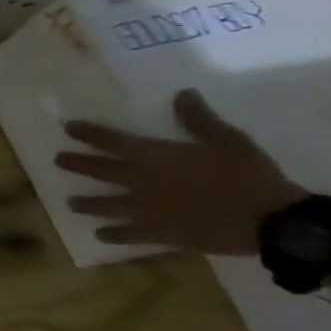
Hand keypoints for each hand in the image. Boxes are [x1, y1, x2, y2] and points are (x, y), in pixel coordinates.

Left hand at [55, 89, 303, 254]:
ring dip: (86, 203)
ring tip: (69, 203)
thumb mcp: (228, 141)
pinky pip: (129, 235)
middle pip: (99, 170)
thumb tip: (182, 94)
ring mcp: (147, 210)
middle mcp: (141, 182)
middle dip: (76, 164)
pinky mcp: (161, 234)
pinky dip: (113, 235)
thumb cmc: (249, 177)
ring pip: (105, 204)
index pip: (111, 140)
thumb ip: (199, 119)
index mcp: (154, 157)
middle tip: (57, 161)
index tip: (67, 128)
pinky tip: (100, 235)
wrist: (273, 222)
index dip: (88, 133)